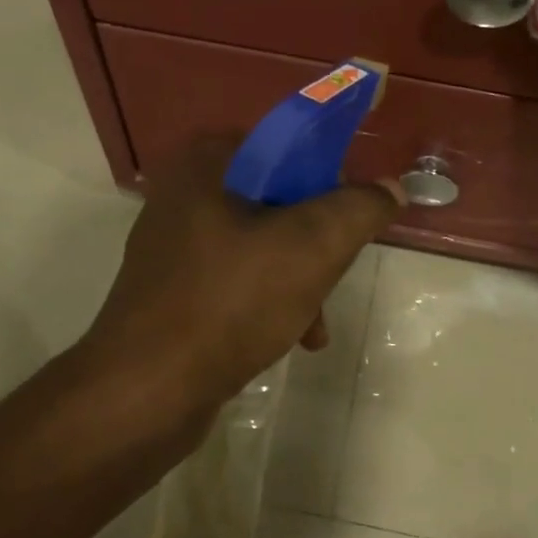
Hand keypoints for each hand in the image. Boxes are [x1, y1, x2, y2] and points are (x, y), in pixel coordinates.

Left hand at [81, 134, 403, 411]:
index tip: (351, 217)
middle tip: (335, 271)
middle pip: (278, 199)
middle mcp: (183, 194)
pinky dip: (269, 302)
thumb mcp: (312, 246)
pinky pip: (236, 280)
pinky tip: (293, 338)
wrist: (146, 392)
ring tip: (317, 323)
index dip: (329, 176)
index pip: (287, 145)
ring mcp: (173, 246)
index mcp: (206, 163)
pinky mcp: (172, 291)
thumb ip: (359, 208)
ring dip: (299, 278)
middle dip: (317, 241)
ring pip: (261, 245)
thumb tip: (390, 188)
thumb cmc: (231, 302)